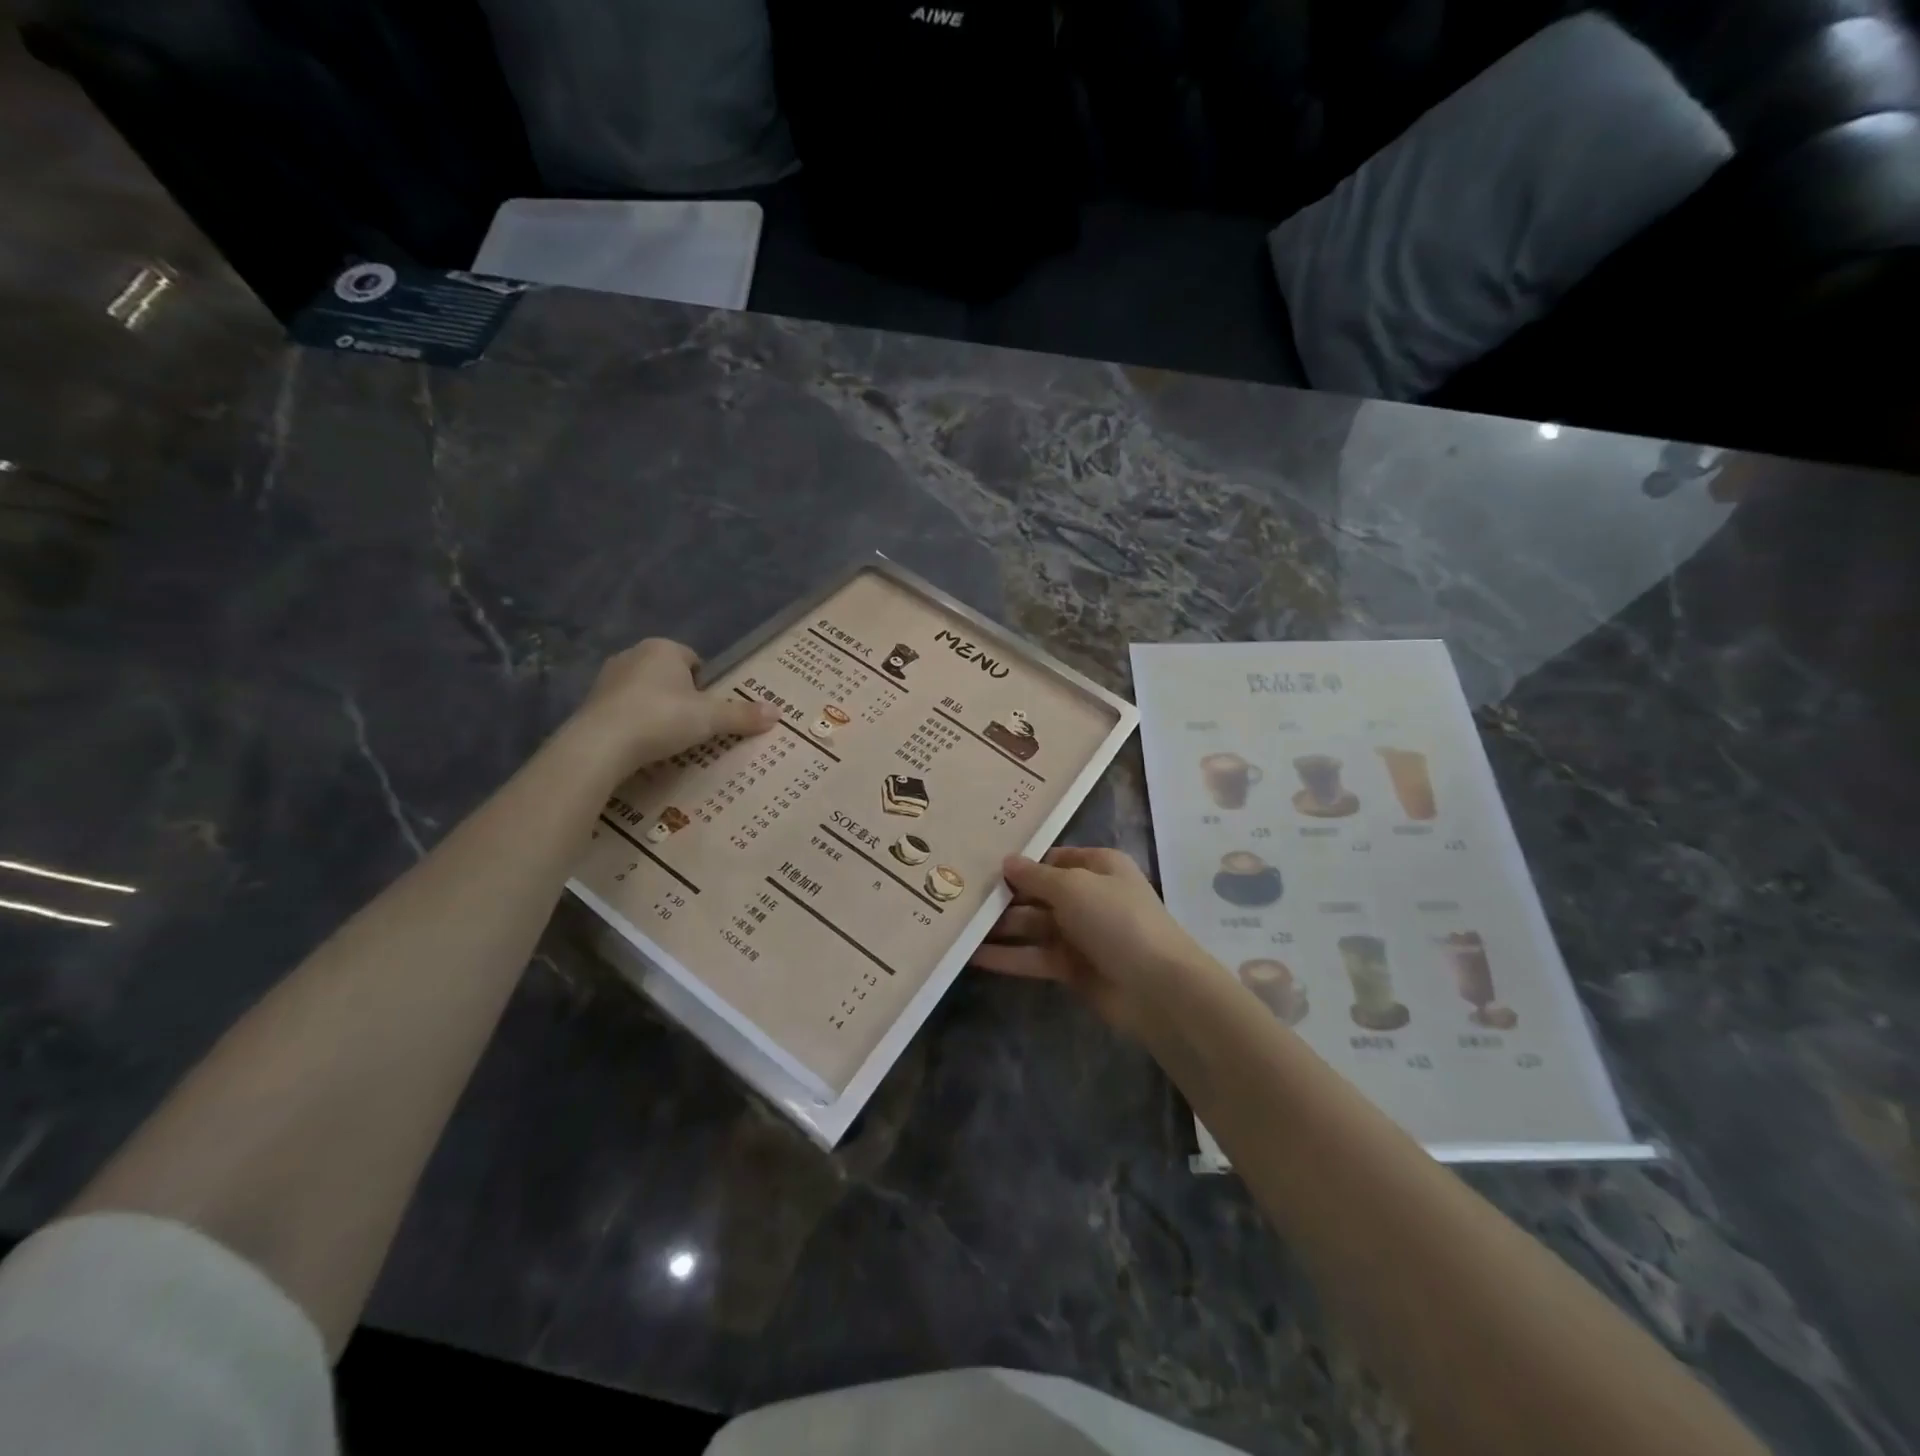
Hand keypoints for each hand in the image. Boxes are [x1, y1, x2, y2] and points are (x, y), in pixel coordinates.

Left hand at [569, 638, 776, 775]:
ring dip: (656, 710)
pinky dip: (634, 724)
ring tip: (668, 739)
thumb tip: (778, 713)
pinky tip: (642, 746)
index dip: (705, 684)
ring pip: (644, 692)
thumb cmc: (662, 718)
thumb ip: (742, 715)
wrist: (600, 744)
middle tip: (693, 726)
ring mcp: (607, 679)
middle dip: (680, 696)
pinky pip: (623, 710)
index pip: (693, 659)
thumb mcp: (710, 719)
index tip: (709, 710)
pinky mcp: (590, 704)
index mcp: (664, 649)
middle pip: (668, 675)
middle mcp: (633, 655)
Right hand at [971, 847, 1216, 1037]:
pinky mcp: (1072, 968)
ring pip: (1032, 925)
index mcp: (1097, 867)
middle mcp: (1088, 896)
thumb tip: (1006, 861)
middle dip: (1003, 895)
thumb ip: (1035, 875)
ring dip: (999, 927)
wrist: (1157, 987)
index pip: (1052, 858)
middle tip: (958, 895)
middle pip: (1038, 892)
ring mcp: (1080, 934)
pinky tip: (971, 955)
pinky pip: (1033, 956)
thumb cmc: (1117, 919)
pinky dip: (1007, 956)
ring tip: (956, 924)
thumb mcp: (1073, 886)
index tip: (981, 863)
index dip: (1020, 861)